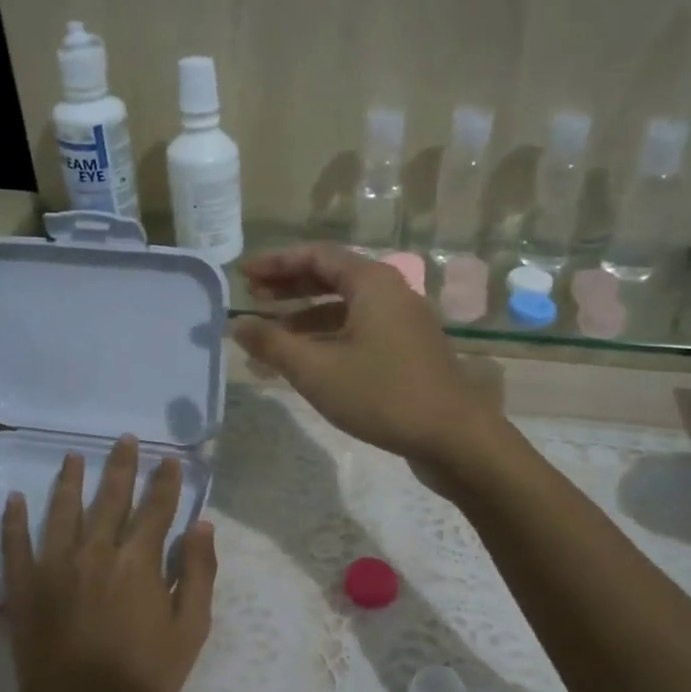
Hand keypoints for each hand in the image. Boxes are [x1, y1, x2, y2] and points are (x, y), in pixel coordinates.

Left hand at [0, 436, 217, 691]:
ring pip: (62, 511)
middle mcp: (94, 552)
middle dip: (121, 467)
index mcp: (137, 562)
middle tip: (125, 439)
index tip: (169, 459)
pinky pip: (14, 544)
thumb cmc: (142, 678)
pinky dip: (13, 520)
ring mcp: (53, 566)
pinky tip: (13, 498)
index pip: (155, 509)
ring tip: (73, 455)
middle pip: (110, 499)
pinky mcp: (22, 587)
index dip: (165, 482)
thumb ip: (198, 574)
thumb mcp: (189, 631)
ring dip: (70, 480)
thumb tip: (202, 525)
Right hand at [233, 244, 505, 466]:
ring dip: (307, 316)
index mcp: (372, 282)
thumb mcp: (317, 370)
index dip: (276, 262)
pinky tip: (308, 360)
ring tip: (271, 333)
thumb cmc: (382, 395)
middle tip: (253, 297)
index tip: (243, 274)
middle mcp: (391, 292)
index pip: (316, 255)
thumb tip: (236, 324)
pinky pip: (360, 330)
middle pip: (332, 277)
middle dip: (289, 286)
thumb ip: (273, 344)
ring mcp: (404, 322)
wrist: (453, 436)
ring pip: (346, 307)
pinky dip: (329, 337)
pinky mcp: (409, 350)